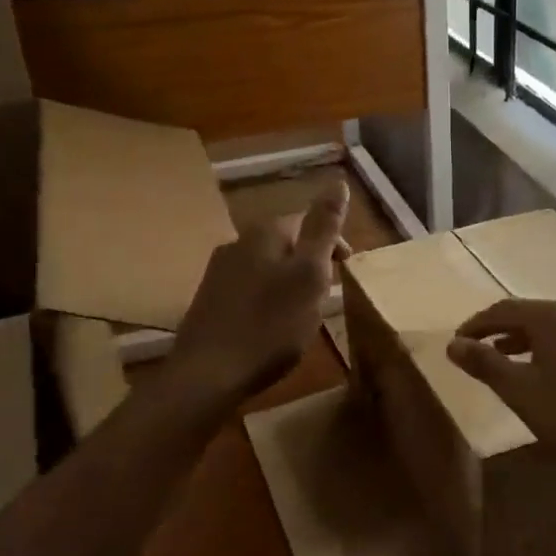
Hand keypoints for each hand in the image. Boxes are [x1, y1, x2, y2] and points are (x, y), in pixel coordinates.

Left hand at [168, 183, 348, 407]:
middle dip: (310, 262)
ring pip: (266, 267)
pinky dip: (268, 299)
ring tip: (303, 311)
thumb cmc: (270, 324)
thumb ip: (324, 228)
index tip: (347, 270)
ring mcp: (217, 273)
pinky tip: (272, 325)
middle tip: (327, 293)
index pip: (306, 220)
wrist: (208, 374)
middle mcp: (236, 243)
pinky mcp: (208, 301)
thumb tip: (338, 182)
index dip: (332, 242)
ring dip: (288, 282)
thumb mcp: (309, 274)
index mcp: (264, 233)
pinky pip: (248, 289)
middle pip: (285, 243)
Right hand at [447, 298, 555, 476]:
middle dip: (495, 330)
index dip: (475, 325)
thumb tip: (453, 344)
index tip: (455, 344)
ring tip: (495, 359)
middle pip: (525, 313)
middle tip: (471, 350)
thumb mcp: (518, 390)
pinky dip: (540, 348)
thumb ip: (484, 363)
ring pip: (545, 327)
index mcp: (553, 316)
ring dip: (517, 340)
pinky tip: (532, 370)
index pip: (503, 309)